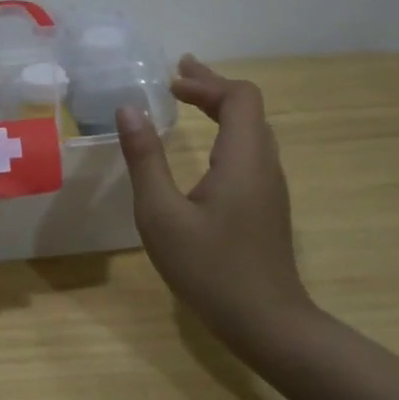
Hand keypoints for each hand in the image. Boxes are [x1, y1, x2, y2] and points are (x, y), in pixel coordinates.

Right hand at [115, 56, 311, 352]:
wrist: (267, 324)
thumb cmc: (210, 269)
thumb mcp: (162, 214)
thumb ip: (145, 159)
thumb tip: (129, 109)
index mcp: (242, 159)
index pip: (239, 98)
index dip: (206, 82)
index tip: (170, 84)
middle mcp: (263, 165)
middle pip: (247, 108)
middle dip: (211, 87)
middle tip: (177, 75)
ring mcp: (269, 187)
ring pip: (251, 130)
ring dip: (220, 109)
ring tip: (188, 100)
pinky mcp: (267, 205)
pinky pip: (250, 151)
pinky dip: (225, 132)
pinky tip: (204, 148)